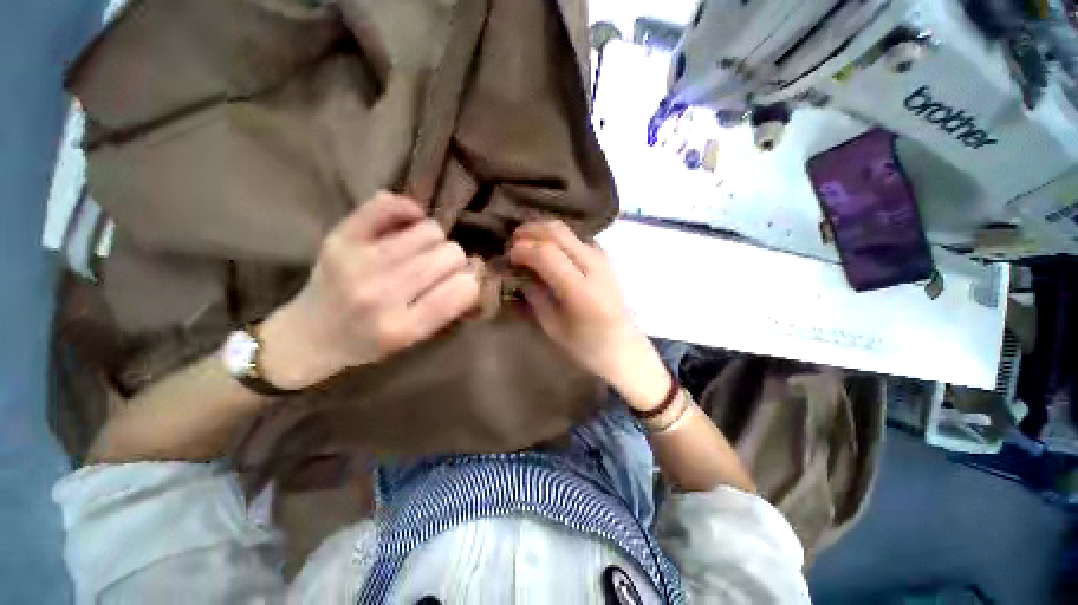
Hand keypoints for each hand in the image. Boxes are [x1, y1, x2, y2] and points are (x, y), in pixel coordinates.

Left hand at [258, 192, 480, 389]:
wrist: (309, 335)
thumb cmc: (370, 343)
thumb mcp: (415, 339)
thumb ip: (448, 308)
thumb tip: (475, 270)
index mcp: (403, 328)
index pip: (463, 289)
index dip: (472, 280)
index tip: (466, 280)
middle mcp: (381, 294)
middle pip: (449, 254)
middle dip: (455, 260)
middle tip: (440, 267)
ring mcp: (357, 262)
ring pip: (428, 230)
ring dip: (434, 239)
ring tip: (421, 250)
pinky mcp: (340, 237)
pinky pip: (388, 205)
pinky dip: (407, 210)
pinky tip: (408, 223)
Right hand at [508, 221, 671, 412]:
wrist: (624, 348)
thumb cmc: (586, 347)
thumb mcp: (553, 327)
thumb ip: (535, 296)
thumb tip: (518, 273)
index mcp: (580, 290)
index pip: (546, 253)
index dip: (522, 250)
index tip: (508, 257)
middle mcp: (593, 266)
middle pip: (556, 231)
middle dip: (529, 231)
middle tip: (512, 244)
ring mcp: (602, 258)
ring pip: (567, 229)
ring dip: (542, 231)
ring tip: (526, 244)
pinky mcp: (605, 258)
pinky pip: (576, 237)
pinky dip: (557, 237)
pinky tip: (547, 249)